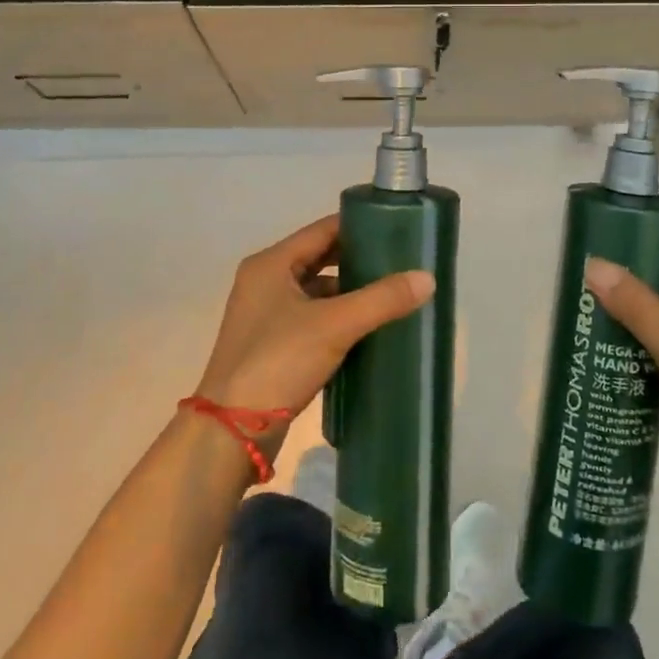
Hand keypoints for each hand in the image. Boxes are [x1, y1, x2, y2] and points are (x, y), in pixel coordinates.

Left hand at [195, 214, 433, 430]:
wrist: (230, 432)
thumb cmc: (277, 361)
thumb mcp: (334, 325)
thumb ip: (381, 299)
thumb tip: (428, 278)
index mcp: (271, 264)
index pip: (322, 230)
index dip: (358, 226)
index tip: (396, 229)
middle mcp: (265, 282)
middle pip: (320, 259)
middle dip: (358, 261)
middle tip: (400, 262)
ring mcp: (266, 316)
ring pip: (317, 292)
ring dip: (350, 293)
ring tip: (392, 294)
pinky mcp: (272, 347)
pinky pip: (313, 320)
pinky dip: (339, 320)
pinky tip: (369, 329)